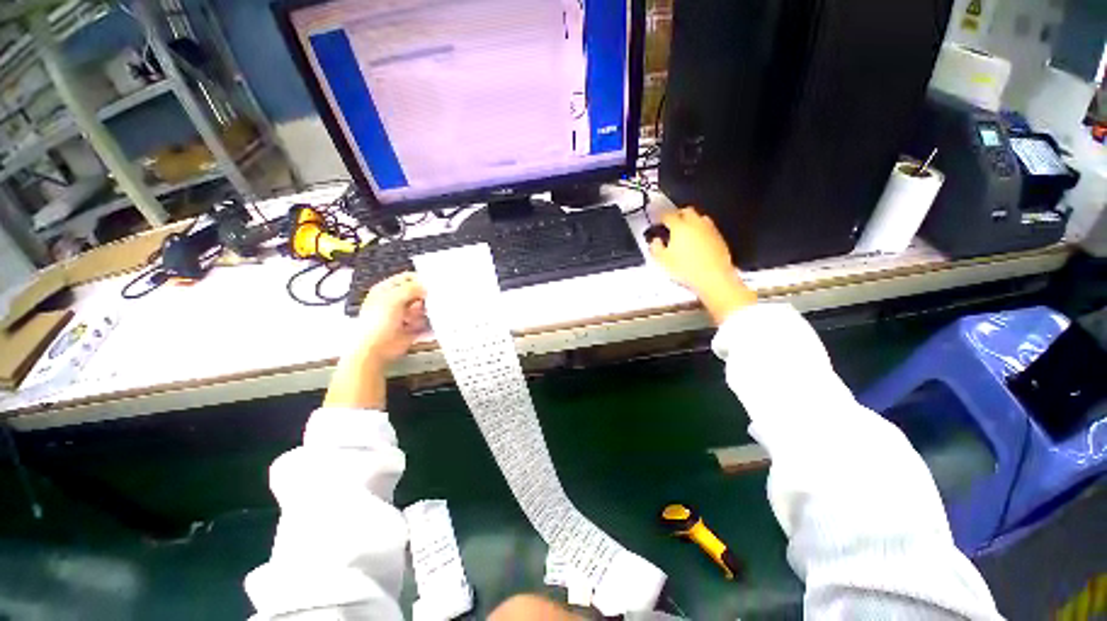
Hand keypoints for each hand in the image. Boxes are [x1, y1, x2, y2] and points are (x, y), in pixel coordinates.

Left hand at [355, 272, 426, 362]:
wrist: (374, 349)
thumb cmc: (378, 321)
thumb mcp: (393, 299)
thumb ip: (412, 288)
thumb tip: (428, 285)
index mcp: (387, 290)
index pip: (407, 278)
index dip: (420, 279)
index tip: (434, 283)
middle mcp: (396, 301)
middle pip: (418, 293)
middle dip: (426, 297)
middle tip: (431, 300)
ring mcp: (404, 315)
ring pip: (423, 308)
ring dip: (427, 312)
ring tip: (425, 316)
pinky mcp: (411, 328)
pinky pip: (425, 323)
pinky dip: (430, 324)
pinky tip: (431, 325)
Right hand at [649, 207, 755, 323]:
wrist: (714, 278)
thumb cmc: (686, 269)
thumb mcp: (663, 261)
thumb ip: (655, 247)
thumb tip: (655, 241)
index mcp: (680, 226)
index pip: (668, 215)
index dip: (660, 217)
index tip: (657, 221)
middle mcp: (696, 223)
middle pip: (686, 211)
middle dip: (677, 215)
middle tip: (671, 223)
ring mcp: (709, 229)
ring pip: (699, 218)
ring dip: (690, 221)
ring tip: (684, 232)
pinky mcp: (719, 238)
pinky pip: (708, 229)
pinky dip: (700, 231)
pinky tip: (697, 242)